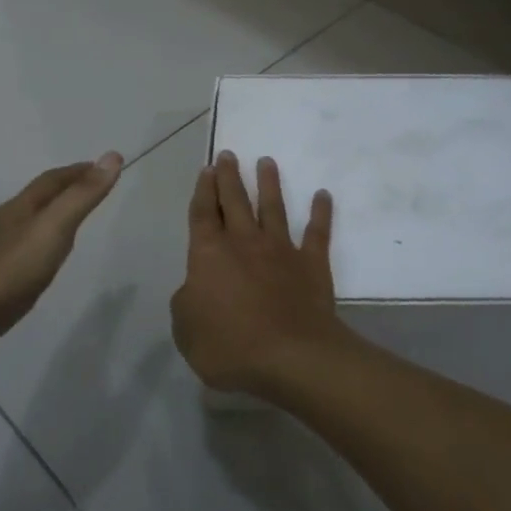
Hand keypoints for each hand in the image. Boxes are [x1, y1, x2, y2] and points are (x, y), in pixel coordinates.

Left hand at [0, 153, 122, 388]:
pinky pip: (22, 255)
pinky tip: (42, 265)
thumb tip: (112, 156)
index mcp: (20, 209)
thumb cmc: (7, 272)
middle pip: (39, 200)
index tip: (102, 167)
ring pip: (29, 226)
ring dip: (52, 219)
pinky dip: (40, 248)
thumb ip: (82, 196)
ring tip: (73, 225)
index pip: (52, 180)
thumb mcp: (53, 229)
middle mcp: (5, 225)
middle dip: (65, 191)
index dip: (78, 171)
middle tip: (92, 191)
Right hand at [171, 152, 346, 396]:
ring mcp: (281, 249)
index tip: (207, 169)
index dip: (203, 191)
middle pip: (235, 202)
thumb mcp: (186, 330)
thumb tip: (195, 286)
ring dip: (269, 183)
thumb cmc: (230, 346)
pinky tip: (323, 195)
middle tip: (229, 155)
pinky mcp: (311, 263)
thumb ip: (186, 301)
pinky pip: (317, 232)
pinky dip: (321, 212)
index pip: (203, 214)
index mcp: (210, 255)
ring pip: (273, 208)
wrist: (291, 355)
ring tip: (267, 161)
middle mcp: (245, 242)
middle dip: (230, 177)